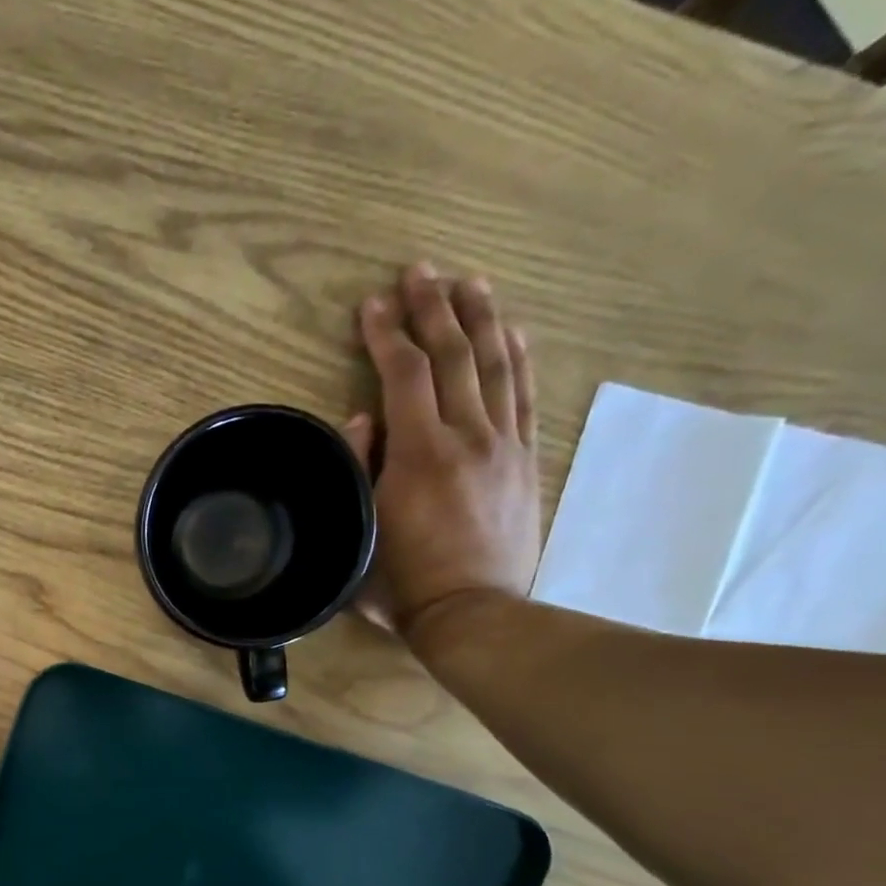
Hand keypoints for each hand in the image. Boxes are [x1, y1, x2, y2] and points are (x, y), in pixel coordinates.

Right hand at [344, 262, 540, 649]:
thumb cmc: (402, 584)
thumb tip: (364, 417)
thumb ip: (360, 469)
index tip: (370, 305)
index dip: (386, 334)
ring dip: (480, 318)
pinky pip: (525, 395)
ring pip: (496, 364)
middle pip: (454, 355)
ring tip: (467, 282)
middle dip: (433, 308)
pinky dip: (518, 357)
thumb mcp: (361, 531)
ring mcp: (503, 445)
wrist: (473, 614)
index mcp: (419, 455)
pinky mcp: (525, 459)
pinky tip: (511, 331)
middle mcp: (467, 436)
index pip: (404, 375)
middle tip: (419, 271)